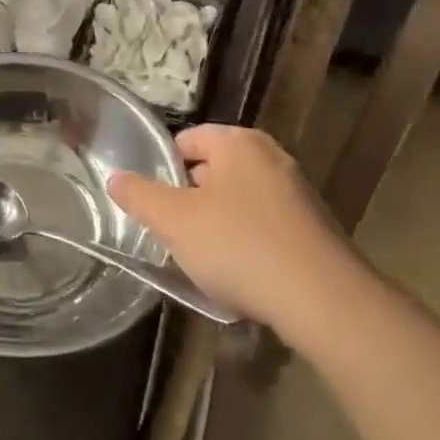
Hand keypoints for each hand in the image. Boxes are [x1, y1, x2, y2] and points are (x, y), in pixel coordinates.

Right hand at [108, 124, 356, 333]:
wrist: (324, 300)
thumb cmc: (240, 246)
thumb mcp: (174, 220)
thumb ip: (140, 195)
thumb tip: (115, 177)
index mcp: (237, 142)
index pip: (188, 140)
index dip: (163, 168)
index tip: (152, 203)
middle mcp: (271, 156)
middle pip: (214, 170)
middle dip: (191, 200)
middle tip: (173, 233)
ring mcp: (298, 193)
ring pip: (240, 202)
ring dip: (219, 225)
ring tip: (205, 261)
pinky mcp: (315, 230)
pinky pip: (267, 228)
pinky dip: (249, 245)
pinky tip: (242, 278)